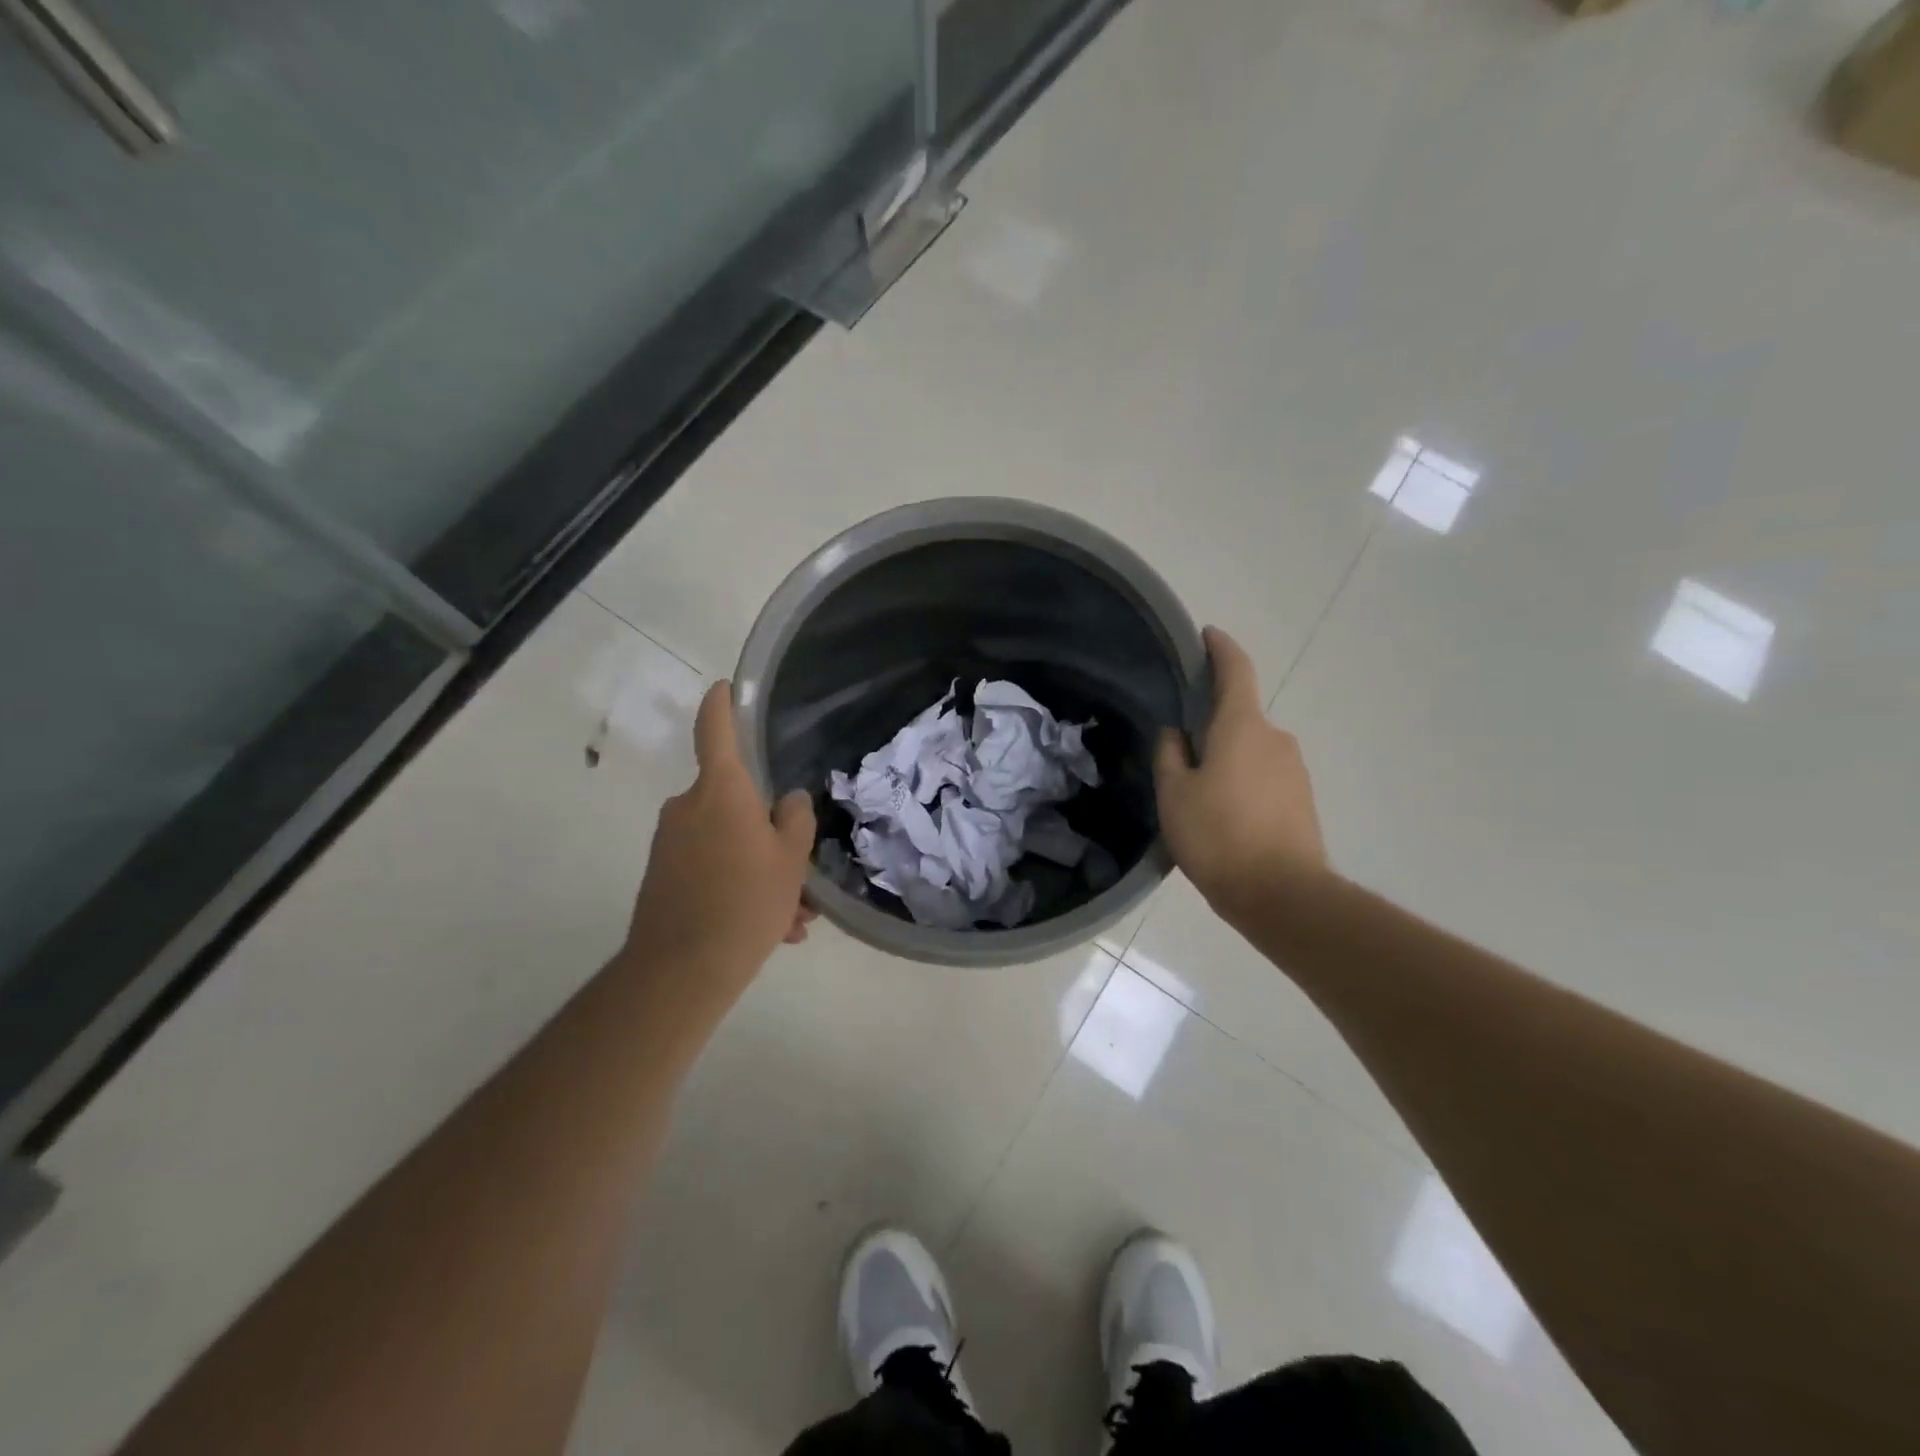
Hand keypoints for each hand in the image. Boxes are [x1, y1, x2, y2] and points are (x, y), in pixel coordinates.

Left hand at [625, 681, 817, 999]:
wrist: (682, 970)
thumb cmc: (746, 901)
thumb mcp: (791, 859)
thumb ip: (795, 819)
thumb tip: (788, 801)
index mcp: (721, 791)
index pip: (715, 730)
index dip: (721, 704)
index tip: (724, 687)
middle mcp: (688, 807)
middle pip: (735, 802)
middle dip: (769, 833)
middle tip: (800, 875)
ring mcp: (670, 843)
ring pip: (728, 843)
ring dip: (760, 870)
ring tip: (791, 917)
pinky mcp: (662, 875)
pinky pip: (711, 868)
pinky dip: (738, 888)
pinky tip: (769, 930)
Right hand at [1154, 627, 1327, 923]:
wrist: (1283, 895)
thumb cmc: (1218, 835)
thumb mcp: (1175, 794)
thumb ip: (1170, 755)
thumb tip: (1177, 733)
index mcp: (1242, 727)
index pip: (1235, 670)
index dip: (1221, 648)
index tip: (1207, 635)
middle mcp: (1275, 738)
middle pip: (1239, 717)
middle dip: (1212, 726)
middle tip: (1180, 753)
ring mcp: (1295, 769)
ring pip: (1251, 750)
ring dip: (1227, 760)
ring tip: (1199, 796)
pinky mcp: (1303, 799)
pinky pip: (1265, 776)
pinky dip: (1243, 783)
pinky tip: (1224, 816)